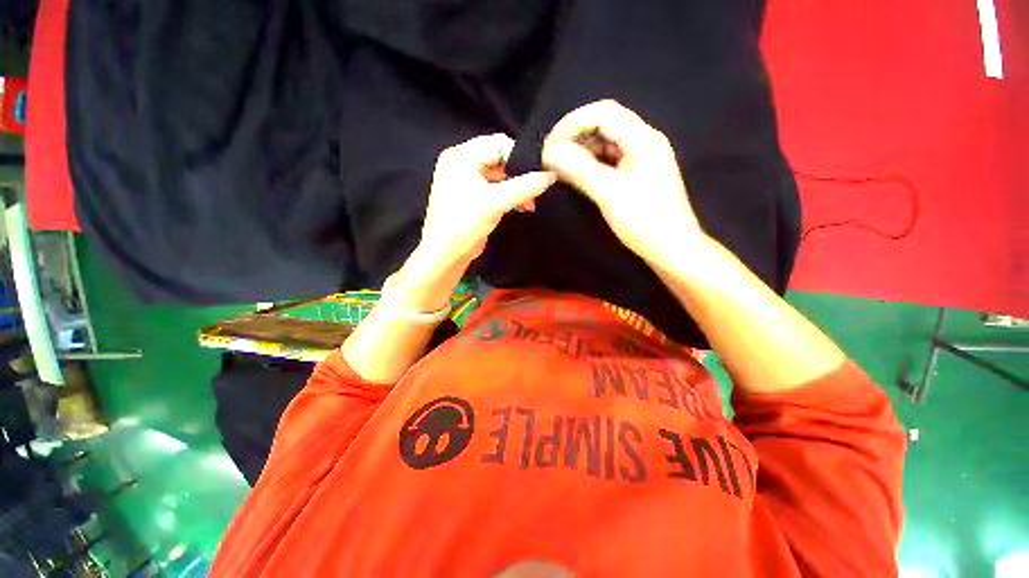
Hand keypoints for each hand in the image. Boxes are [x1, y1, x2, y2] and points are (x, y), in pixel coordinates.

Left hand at [419, 133, 556, 267]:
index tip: (541, 172)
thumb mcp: (495, 203)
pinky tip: (522, 206)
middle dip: (519, 174)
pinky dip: (509, 195)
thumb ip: (525, 187)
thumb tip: (551, 175)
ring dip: (517, 187)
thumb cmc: (465, 224)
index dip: (520, 157)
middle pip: (499, 158)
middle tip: (537, 188)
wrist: (446, 255)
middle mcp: (461, 163)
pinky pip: (495, 187)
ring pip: (500, 174)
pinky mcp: (472, 196)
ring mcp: (466, 180)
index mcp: (460, 156)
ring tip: (531, 202)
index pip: (497, 144)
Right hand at [541, 100, 704, 271]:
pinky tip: (576, 176)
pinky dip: (590, 166)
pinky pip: (608, 163)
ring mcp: (639, 161)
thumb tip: (550, 152)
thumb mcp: (610, 193)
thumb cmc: (645, 221)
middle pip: (604, 126)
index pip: (604, 113)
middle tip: (551, 156)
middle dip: (575, 137)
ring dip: (581, 152)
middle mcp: (642, 143)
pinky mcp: (635, 178)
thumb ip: (580, 170)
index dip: (574, 122)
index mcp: (642, 139)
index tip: (550, 143)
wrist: (672, 250)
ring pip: (605, 146)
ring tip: (559, 167)